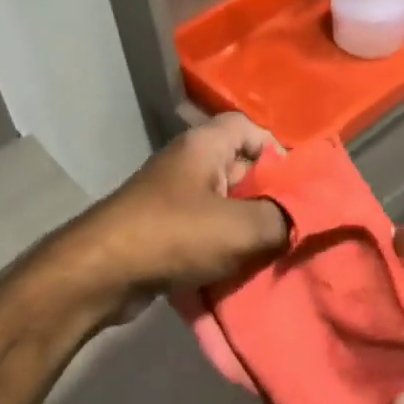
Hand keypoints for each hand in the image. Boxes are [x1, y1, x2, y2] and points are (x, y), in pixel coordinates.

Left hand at [74, 114, 290, 323]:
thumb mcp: (241, 227)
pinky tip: (242, 272)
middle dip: (270, 198)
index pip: (251, 129)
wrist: (100, 273)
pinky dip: (224, 249)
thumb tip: (303, 220)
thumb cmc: (173, 235)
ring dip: (248, 229)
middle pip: (242, 169)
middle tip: (296, 227)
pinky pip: (206, 232)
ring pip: (226, 206)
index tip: (300, 188)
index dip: (279, 152)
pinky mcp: (164, 231)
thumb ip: (282, 220)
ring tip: (275, 254)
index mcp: (205, 146)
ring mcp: (173, 198)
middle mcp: (189, 164)